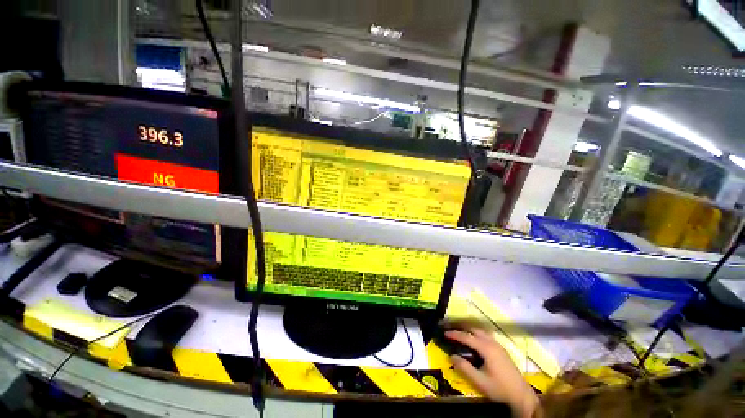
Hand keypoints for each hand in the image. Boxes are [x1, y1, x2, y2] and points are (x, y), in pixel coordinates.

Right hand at [447, 328, 539, 417]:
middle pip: (474, 329)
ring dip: (469, 328)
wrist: (521, 395)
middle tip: (451, 327)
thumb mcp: (480, 381)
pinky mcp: (501, 349)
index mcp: (486, 348)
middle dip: (462, 326)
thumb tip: (451, 356)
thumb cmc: (499, 388)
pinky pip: (486, 335)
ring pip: (481, 330)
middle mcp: (492, 342)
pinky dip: (476, 333)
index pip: (467, 337)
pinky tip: (473, 338)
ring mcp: (498, 345)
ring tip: (459, 330)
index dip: (455, 334)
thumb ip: (465, 368)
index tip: (445, 332)